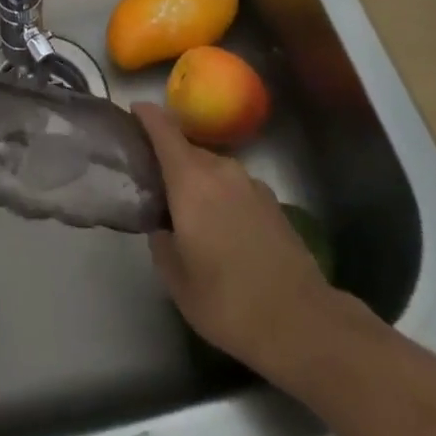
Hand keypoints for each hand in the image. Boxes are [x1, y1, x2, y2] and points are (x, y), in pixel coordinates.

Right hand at [134, 102, 370, 391]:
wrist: (302, 323)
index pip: (163, 129)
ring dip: (198, 180)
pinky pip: (235, 186)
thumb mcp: (177, 281)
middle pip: (188, 149)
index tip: (133, 112)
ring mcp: (251, 183)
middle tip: (155, 181)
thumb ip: (162, 243)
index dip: (146, 116)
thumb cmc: (228, 301)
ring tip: (190, 210)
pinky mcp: (273, 202)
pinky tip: (224, 229)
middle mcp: (221, 169)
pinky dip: (222, 196)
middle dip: (170, 159)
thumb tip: (162, 227)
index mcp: (190, 179)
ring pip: (213, 169)